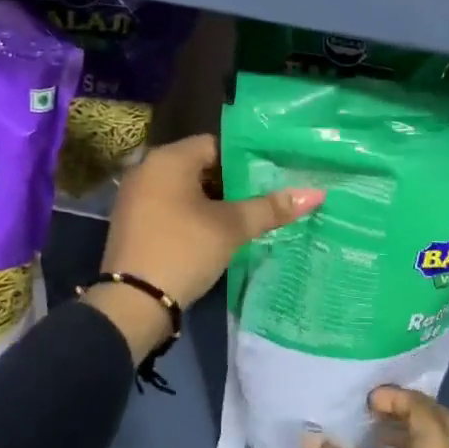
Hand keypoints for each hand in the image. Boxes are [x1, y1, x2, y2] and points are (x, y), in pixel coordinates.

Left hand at [87, 134, 322, 365]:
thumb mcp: (230, 227)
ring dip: (212, 202)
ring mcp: (135, 197)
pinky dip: (191, 215)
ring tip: (245, 218)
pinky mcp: (132, 222)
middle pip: (200, 166)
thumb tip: (316, 194)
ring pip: (184, 189)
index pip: (216, 144)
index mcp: (168, 159)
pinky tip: (213, 234)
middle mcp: (147, 169)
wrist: (132, 303)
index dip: (246, 160)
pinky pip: (169, 207)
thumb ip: (270, 208)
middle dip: (231, 183)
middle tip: (263, 199)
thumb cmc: (183, 250)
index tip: (270, 177)